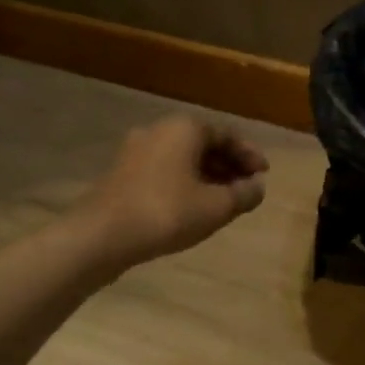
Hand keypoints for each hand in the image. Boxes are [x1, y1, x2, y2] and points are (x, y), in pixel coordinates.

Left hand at [88, 117, 268, 262]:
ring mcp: (135, 151)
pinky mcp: (122, 173)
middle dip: (229, 166)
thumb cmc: (166, 212)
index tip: (264, 176)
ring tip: (223, 201)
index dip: (249, 156)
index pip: (227, 135)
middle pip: (204, 144)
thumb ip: (244, 194)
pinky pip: (164, 170)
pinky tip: (193, 207)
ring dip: (207, 176)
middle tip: (246, 189)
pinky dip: (185, 183)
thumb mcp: (217, 207)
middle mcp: (159, 130)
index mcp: (185, 128)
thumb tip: (258, 187)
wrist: (101, 236)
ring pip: (183, 158)